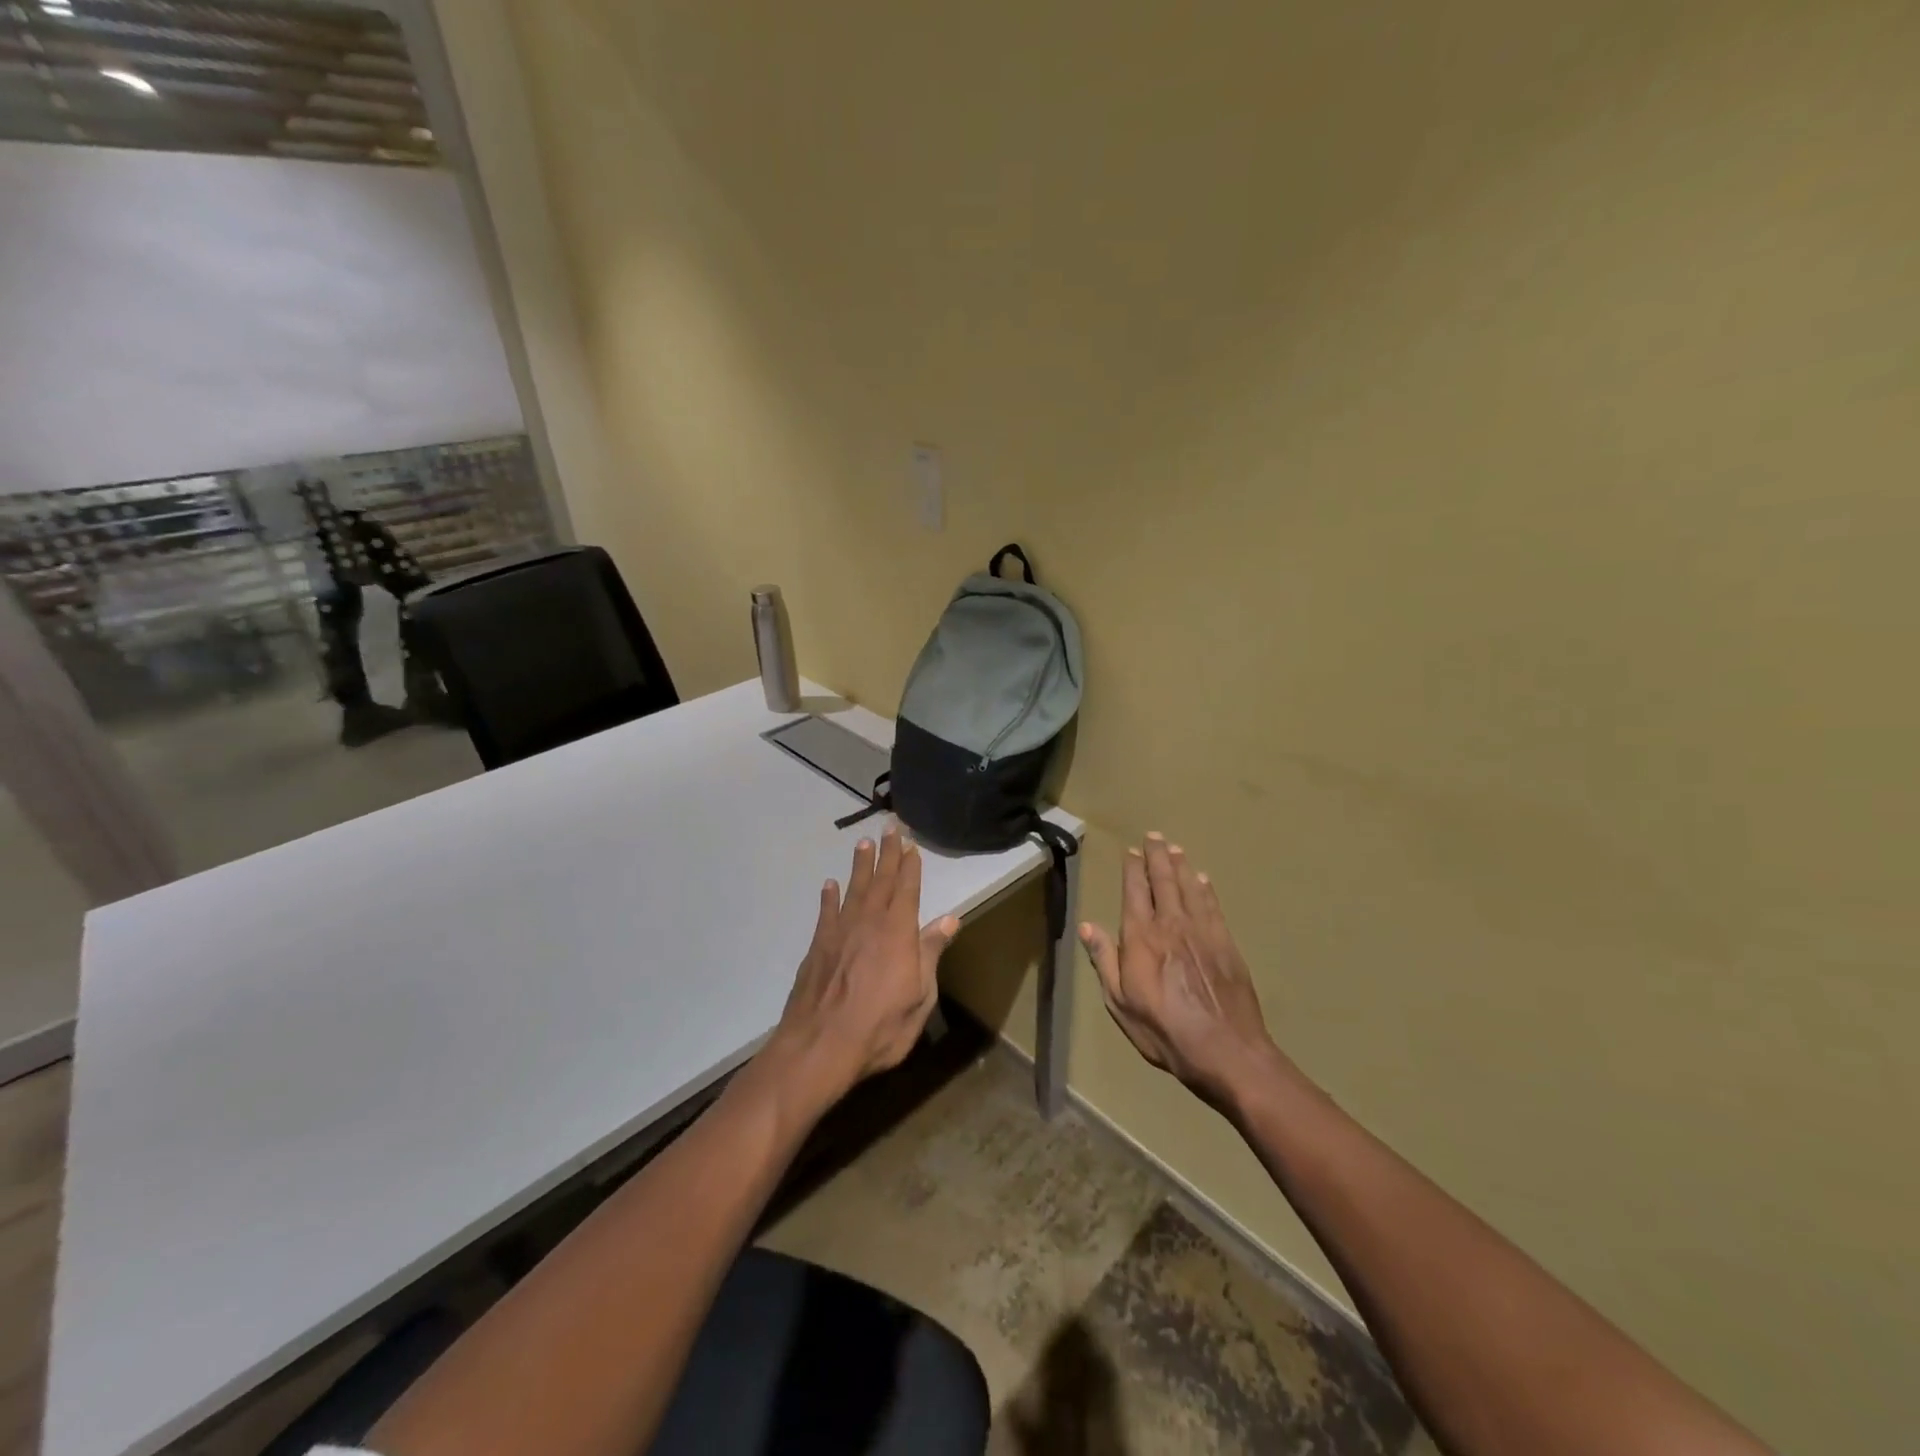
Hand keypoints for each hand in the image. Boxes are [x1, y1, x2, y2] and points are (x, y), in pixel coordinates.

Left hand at [770, 825, 959, 1105]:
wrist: (820, 1046)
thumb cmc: (881, 1027)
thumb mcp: (921, 996)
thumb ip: (931, 953)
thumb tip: (950, 918)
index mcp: (898, 932)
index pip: (907, 890)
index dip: (910, 865)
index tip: (911, 844)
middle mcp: (869, 923)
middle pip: (881, 881)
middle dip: (887, 853)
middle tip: (890, 827)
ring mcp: (840, 932)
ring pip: (854, 889)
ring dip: (860, 865)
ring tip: (863, 842)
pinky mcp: (818, 946)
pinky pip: (826, 912)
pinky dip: (829, 897)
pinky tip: (829, 885)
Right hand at [1080, 834, 1281, 1111]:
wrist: (1225, 1049)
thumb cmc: (1164, 1029)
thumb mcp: (1120, 1001)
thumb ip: (1105, 960)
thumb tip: (1088, 926)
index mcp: (1141, 937)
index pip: (1135, 891)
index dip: (1133, 869)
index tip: (1131, 851)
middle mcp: (1171, 924)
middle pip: (1164, 881)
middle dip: (1158, 857)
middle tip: (1155, 836)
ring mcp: (1202, 931)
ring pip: (1189, 888)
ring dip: (1181, 866)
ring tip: (1175, 849)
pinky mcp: (1226, 943)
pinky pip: (1213, 906)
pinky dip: (1205, 889)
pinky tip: (1203, 880)